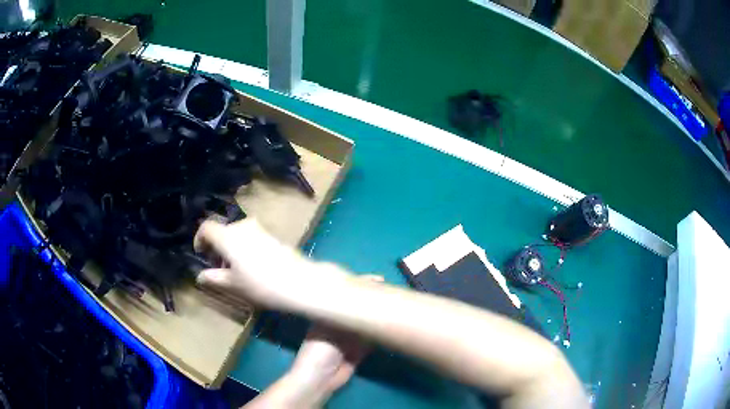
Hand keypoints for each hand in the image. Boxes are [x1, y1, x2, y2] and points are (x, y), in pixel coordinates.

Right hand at [194, 218, 347, 308]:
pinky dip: (244, 247)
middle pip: (222, 231)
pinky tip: (252, 266)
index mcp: (228, 236)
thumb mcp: (232, 284)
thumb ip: (213, 278)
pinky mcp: (273, 235)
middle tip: (218, 267)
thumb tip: (200, 276)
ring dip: (230, 247)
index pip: (206, 227)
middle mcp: (242, 226)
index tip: (201, 255)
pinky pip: (250, 236)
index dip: (199, 239)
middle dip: (216, 246)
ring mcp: (259, 229)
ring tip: (235, 270)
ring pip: (237, 234)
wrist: (298, 282)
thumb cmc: (259, 284)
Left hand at [286, 275, 382, 403]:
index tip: (379, 280)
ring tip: (395, 305)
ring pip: (368, 324)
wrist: (321, 377)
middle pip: (359, 310)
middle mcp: (340, 325)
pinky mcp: (360, 351)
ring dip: (378, 317)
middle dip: (372, 302)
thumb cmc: (319, 349)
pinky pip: (373, 340)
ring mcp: (351, 338)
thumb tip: (363, 297)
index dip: (361, 288)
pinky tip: (391, 325)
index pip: (346, 297)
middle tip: (391, 292)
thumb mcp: (329, 328)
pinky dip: (380, 333)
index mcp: (329, 315)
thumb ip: (347, 315)